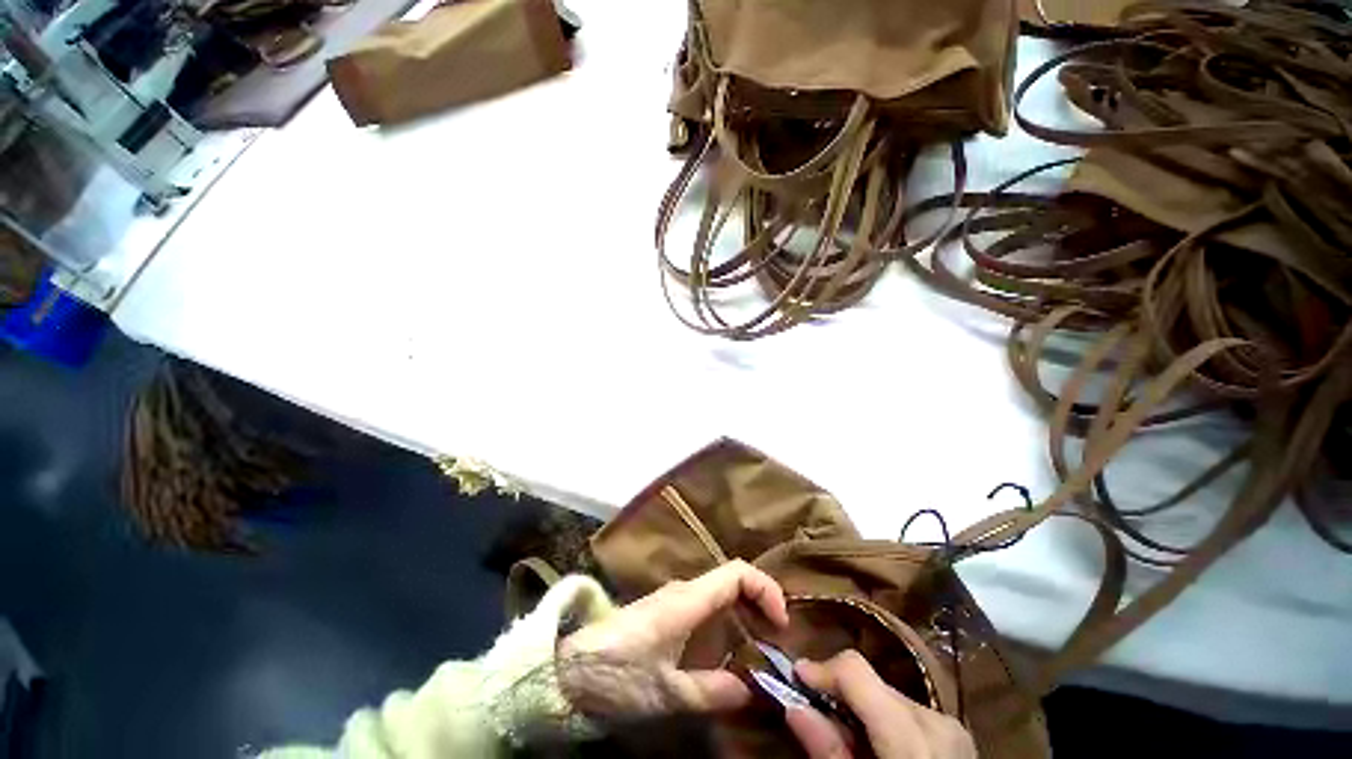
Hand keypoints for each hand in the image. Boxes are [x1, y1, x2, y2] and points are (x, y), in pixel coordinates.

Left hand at [560, 560, 788, 713]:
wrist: (557, 675)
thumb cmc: (613, 677)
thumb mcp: (667, 693)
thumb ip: (714, 692)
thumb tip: (751, 691)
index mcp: (684, 602)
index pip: (738, 573)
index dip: (768, 592)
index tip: (780, 627)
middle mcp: (675, 596)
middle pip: (729, 586)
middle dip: (758, 609)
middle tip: (773, 644)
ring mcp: (660, 608)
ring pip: (712, 602)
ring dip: (739, 621)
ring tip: (753, 655)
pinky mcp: (649, 624)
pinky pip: (696, 616)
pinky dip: (719, 630)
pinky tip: (718, 660)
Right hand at [786, 651, 975, 758]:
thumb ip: (828, 750)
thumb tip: (796, 710)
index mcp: (910, 737)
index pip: (861, 675)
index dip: (823, 670)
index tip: (793, 678)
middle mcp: (937, 720)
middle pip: (879, 685)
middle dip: (841, 692)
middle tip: (807, 710)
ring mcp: (954, 724)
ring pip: (897, 699)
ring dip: (864, 709)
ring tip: (841, 737)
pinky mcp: (959, 732)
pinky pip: (915, 715)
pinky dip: (888, 722)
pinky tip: (875, 747)